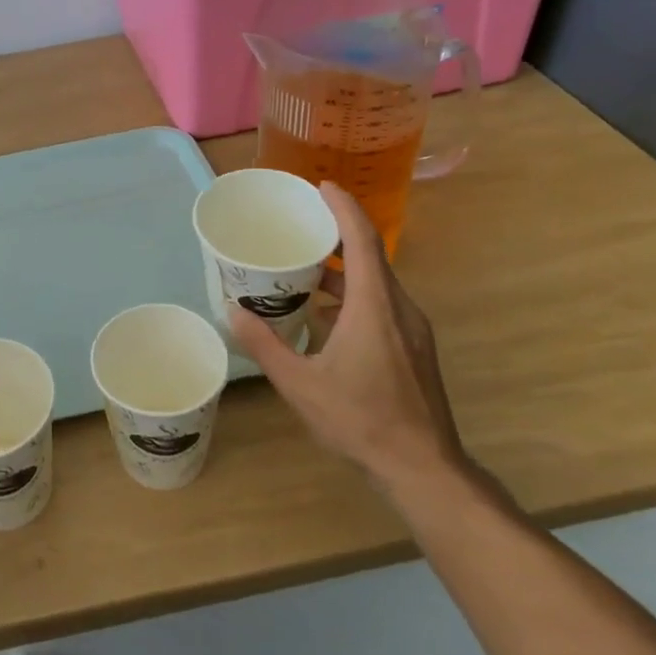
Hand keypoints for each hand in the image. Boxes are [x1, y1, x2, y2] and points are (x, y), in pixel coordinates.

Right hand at [227, 182, 464, 496]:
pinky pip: (383, 305)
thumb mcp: (300, 384)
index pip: (363, 240)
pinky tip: (326, 318)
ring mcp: (412, 330)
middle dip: (338, 235)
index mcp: (374, 306)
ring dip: (344, 271)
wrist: (423, 467)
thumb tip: (233, 310)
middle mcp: (399, 308)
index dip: (344, 208)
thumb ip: (265, 344)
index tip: (322, 187)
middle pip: (371, 256)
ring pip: (377, 283)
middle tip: (301, 227)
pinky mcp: (415, 349)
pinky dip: (354, 297)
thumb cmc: (361, 420)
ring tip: (305, 271)